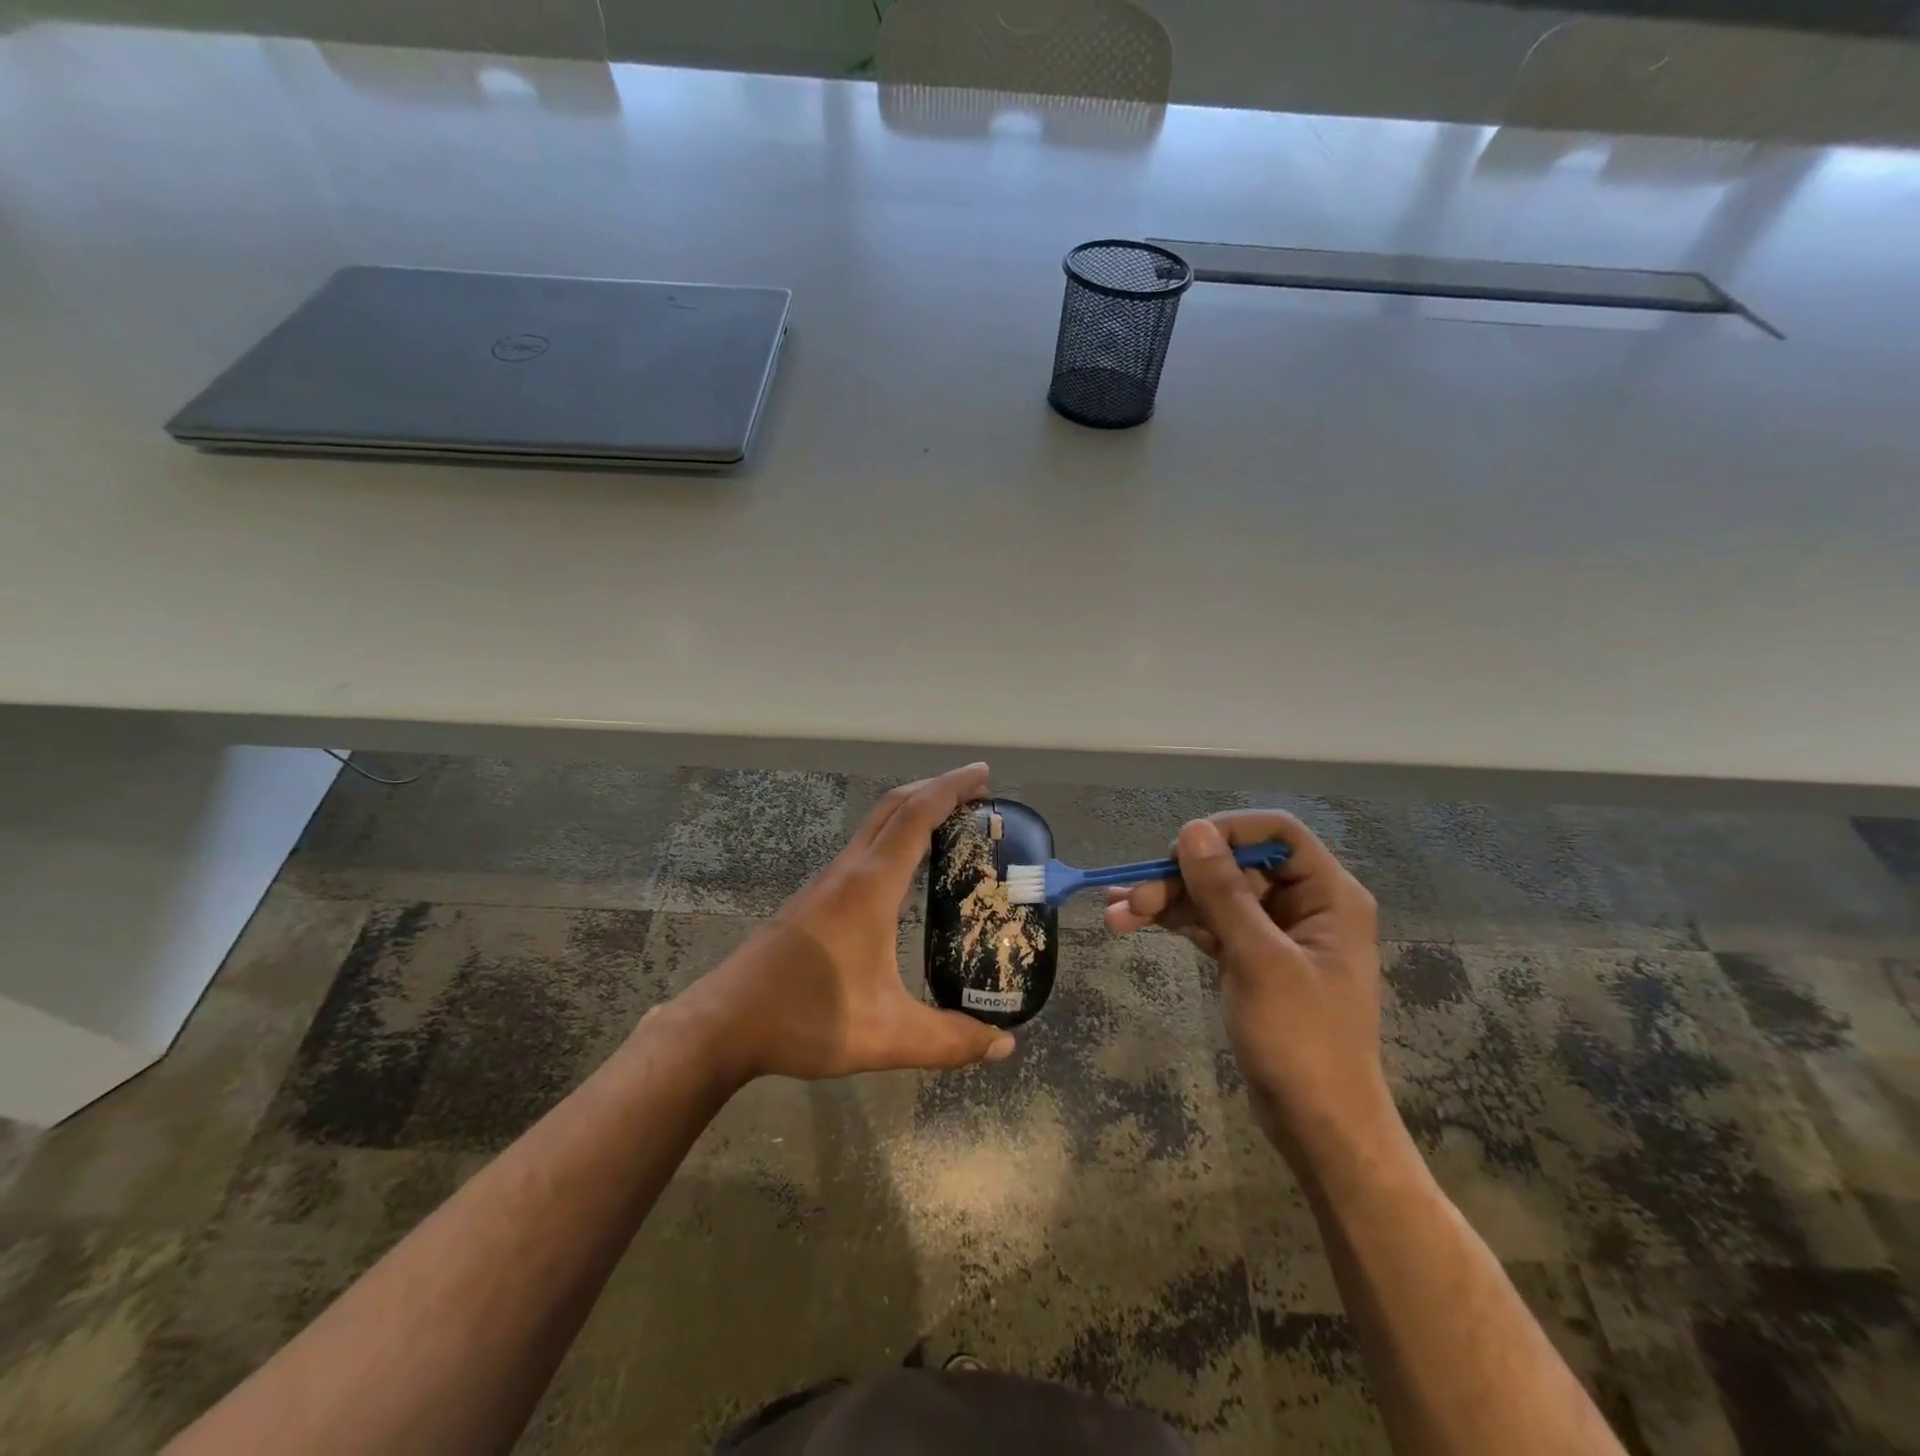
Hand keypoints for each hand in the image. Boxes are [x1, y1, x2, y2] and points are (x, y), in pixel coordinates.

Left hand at [669, 762, 1015, 1086]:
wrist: (723, 1024)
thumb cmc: (806, 1018)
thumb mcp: (887, 1036)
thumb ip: (949, 1041)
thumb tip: (1004, 1046)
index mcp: (870, 887)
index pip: (916, 817)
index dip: (951, 788)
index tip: (983, 773)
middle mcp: (848, 872)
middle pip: (894, 807)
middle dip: (935, 789)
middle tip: (976, 793)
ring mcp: (826, 883)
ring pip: (874, 826)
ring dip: (912, 811)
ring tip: (949, 824)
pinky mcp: (814, 899)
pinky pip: (863, 849)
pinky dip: (893, 837)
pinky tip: (904, 870)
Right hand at [1105, 812, 1394, 1166]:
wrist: (1319, 1126)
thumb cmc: (1303, 1041)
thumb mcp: (1260, 960)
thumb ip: (1223, 892)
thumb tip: (1191, 829)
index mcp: (1329, 896)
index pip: (1277, 834)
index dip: (1227, 832)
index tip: (1179, 849)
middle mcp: (1304, 905)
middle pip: (1235, 866)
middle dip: (1181, 877)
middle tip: (1131, 893)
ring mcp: (1274, 933)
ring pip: (1215, 895)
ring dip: (1168, 900)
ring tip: (1117, 912)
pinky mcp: (1251, 958)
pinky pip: (1209, 924)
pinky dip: (1175, 922)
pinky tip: (1132, 922)